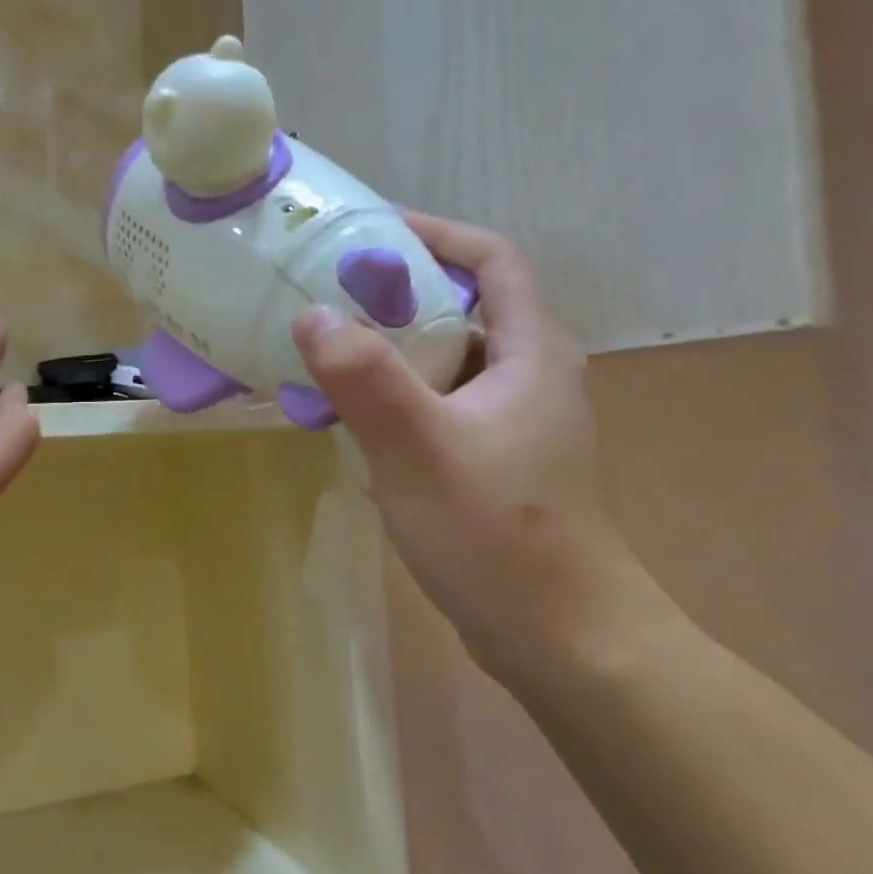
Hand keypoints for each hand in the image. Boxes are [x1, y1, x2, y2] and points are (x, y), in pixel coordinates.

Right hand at [292, 215, 663, 687]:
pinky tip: (352, 422)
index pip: (490, 260)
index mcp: (530, 352)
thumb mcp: (421, 449)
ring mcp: (513, 424)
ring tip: (325, 355)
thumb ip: (365, 379)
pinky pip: (439, 408)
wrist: (562, 638)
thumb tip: (311, 315)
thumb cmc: (499, 534)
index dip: (433, 235)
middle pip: (462, 308)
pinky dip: (396, 400)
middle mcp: (529, 376)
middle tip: (326, 298)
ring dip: (390, 352)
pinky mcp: (495, 464)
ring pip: (446, 363)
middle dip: (395, 295)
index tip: (367, 236)